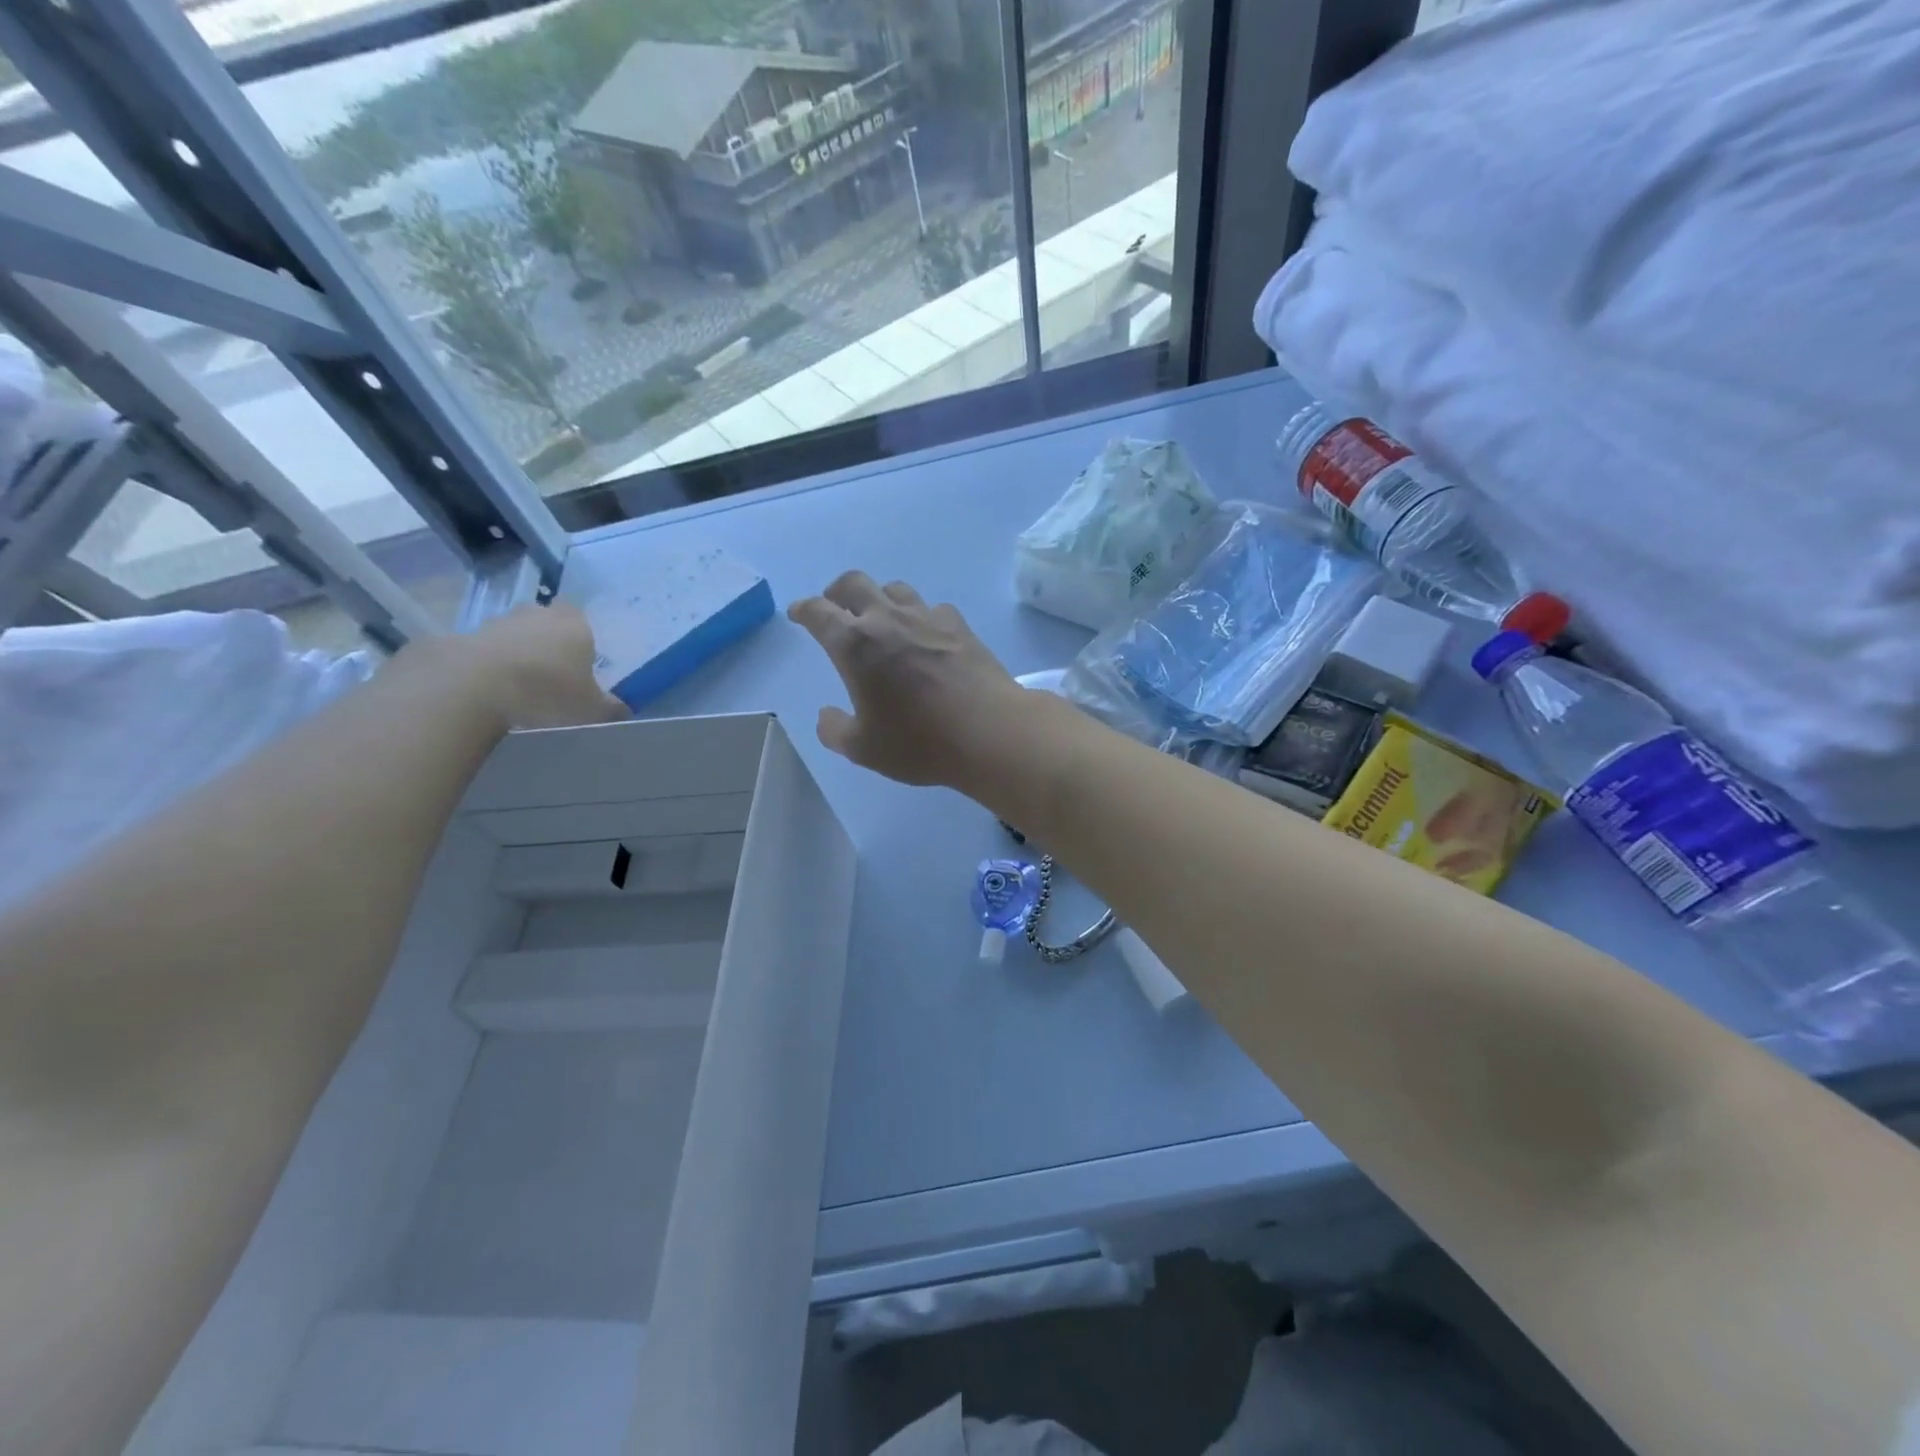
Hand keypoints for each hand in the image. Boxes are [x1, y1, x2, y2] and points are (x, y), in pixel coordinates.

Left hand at [410, 602, 628, 731]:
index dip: (580, 635)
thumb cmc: (547, 693)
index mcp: (575, 626)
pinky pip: (482, 649)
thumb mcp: (592, 710)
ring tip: (519, 685)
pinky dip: (486, 664)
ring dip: (515, 651)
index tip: (579, 659)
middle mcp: (538, 615)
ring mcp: (496, 623)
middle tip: (552, 670)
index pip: (582, 617)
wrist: (472, 688)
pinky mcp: (461, 638)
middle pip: (545, 619)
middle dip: (548, 639)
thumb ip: (610, 708)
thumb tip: (622, 709)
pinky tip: (490, 690)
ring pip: (513, 632)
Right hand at [789, 572, 1028, 787]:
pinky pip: (931, 607)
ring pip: (894, 588)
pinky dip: (919, 615)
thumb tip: (826, 715)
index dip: (804, 610)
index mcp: (855, 644)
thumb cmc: (920, 742)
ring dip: (879, 598)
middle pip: (854, 583)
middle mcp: (887, 619)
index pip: (818, 612)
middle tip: (835, 608)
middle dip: (837, 593)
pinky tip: (925, 634)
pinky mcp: (959, 625)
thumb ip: (835, 730)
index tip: (799, 614)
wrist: (989, 731)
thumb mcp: (864, 749)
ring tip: (880, 619)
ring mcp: (927, 618)